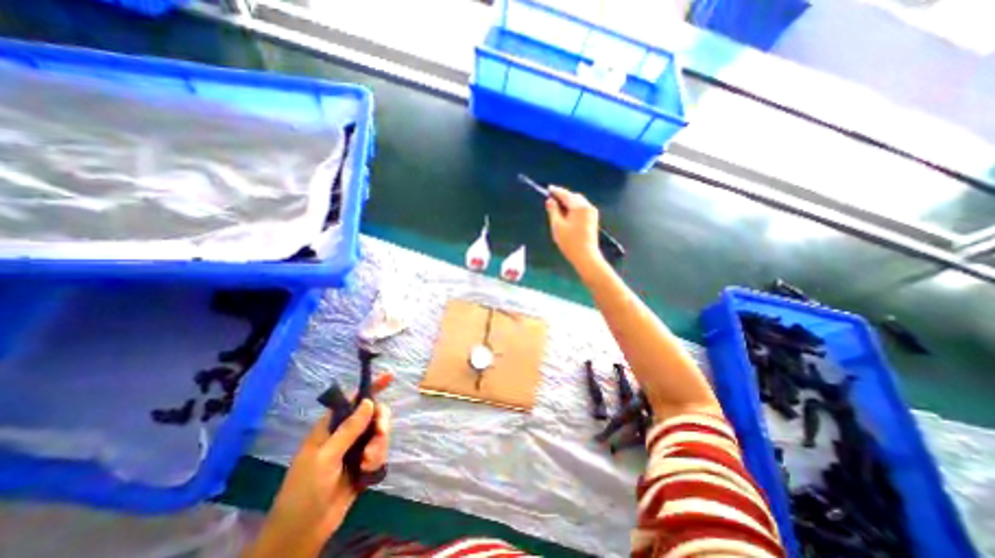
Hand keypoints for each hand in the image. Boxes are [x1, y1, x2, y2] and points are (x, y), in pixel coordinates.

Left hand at [252, 374, 394, 552]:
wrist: (302, 534)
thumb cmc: (305, 491)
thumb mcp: (325, 457)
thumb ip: (349, 429)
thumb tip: (368, 401)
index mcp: (330, 427)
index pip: (352, 399)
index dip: (370, 387)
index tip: (389, 377)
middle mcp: (345, 434)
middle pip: (373, 414)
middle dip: (380, 423)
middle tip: (380, 433)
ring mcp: (355, 449)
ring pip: (379, 434)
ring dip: (378, 446)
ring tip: (366, 463)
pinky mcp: (363, 464)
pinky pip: (380, 452)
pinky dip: (377, 460)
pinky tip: (367, 472)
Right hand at [548, 188, 601, 271]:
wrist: (586, 256)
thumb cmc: (570, 242)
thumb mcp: (557, 226)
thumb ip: (553, 211)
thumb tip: (550, 200)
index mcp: (579, 207)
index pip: (566, 194)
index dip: (556, 191)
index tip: (548, 188)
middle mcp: (588, 206)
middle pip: (574, 197)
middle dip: (563, 197)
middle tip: (552, 199)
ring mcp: (592, 213)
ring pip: (579, 202)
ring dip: (569, 203)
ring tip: (558, 207)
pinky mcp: (593, 220)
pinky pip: (582, 209)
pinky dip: (574, 208)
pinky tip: (567, 215)